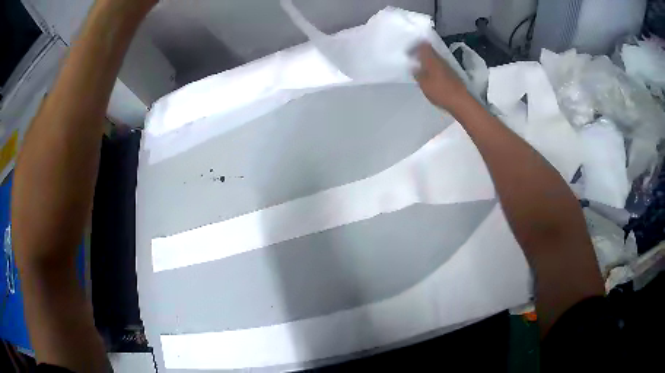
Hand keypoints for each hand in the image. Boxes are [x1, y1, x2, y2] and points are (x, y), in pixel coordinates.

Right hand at [414, 43, 469, 111]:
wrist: (460, 101)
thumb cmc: (440, 91)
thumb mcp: (423, 84)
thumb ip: (417, 74)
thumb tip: (414, 68)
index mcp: (432, 60)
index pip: (423, 46)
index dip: (415, 46)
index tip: (409, 52)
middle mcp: (440, 60)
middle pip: (430, 51)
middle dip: (421, 54)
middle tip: (414, 59)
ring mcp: (448, 67)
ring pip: (435, 59)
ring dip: (428, 62)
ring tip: (421, 68)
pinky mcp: (452, 74)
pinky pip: (440, 67)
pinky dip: (434, 69)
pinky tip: (431, 77)